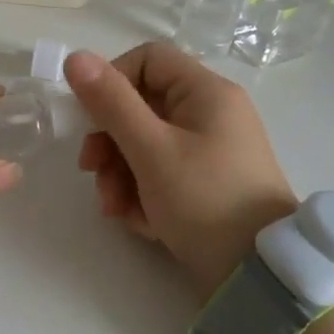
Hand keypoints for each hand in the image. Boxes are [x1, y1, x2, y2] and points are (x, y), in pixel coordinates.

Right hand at [66, 42, 297, 299]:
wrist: (258, 277)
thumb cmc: (204, 200)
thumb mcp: (151, 150)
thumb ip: (111, 103)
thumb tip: (75, 57)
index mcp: (206, 93)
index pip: (147, 59)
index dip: (112, 81)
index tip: (90, 117)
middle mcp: (211, 115)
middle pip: (142, 106)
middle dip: (110, 141)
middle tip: (92, 170)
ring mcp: (210, 152)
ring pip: (146, 144)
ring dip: (120, 173)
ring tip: (114, 208)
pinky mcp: (206, 184)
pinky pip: (162, 174)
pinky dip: (143, 194)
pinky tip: (139, 222)